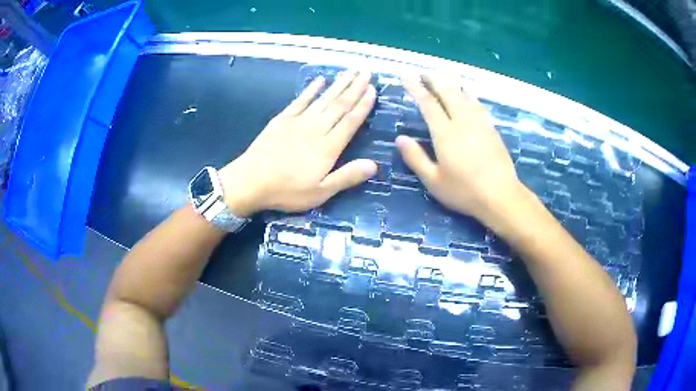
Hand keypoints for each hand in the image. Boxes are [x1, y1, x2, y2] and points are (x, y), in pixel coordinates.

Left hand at [219, 71, 376, 216]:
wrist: (250, 181)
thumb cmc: (287, 191)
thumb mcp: (320, 192)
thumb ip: (346, 177)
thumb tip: (374, 165)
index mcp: (328, 147)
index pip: (350, 121)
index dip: (363, 105)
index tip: (373, 89)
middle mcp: (316, 128)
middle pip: (339, 105)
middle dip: (355, 87)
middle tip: (366, 72)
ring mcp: (298, 121)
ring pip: (323, 99)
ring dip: (338, 84)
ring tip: (350, 71)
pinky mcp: (282, 119)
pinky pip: (300, 100)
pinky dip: (310, 89)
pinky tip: (319, 79)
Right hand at [397, 75, 521, 221]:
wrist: (501, 196)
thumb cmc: (464, 191)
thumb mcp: (434, 180)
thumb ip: (416, 158)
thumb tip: (400, 139)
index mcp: (445, 133)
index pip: (428, 104)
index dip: (416, 88)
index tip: (407, 76)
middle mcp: (462, 121)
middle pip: (447, 93)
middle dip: (434, 80)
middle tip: (423, 73)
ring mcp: (479, 123)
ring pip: (463, 95)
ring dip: (451, 84)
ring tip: (442, 77)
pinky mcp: (491, 129)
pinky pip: (477, 104)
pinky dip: (468, 94)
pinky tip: (466, 94)